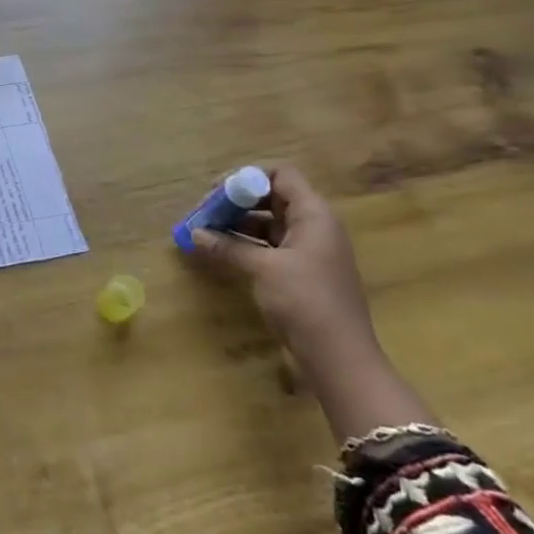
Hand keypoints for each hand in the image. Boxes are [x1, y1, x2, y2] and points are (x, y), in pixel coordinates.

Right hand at [188, 165, 376, 366]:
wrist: (339, 358)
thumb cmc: (305, 301)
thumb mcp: (262, 269)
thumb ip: (228, 246)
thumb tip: (194, 234)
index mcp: (314, 215)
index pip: (281, 175)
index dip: (248, 177)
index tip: (217, 192)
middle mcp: (313, 226)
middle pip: (272, 198)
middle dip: (236, 201)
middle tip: (204, 212)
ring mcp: (308, 251)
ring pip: (268, 224)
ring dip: (236, 224)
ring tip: (204, 232)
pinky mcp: (299, 273)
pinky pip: (268, 247)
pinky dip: (245, 245)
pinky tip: (219, 252)